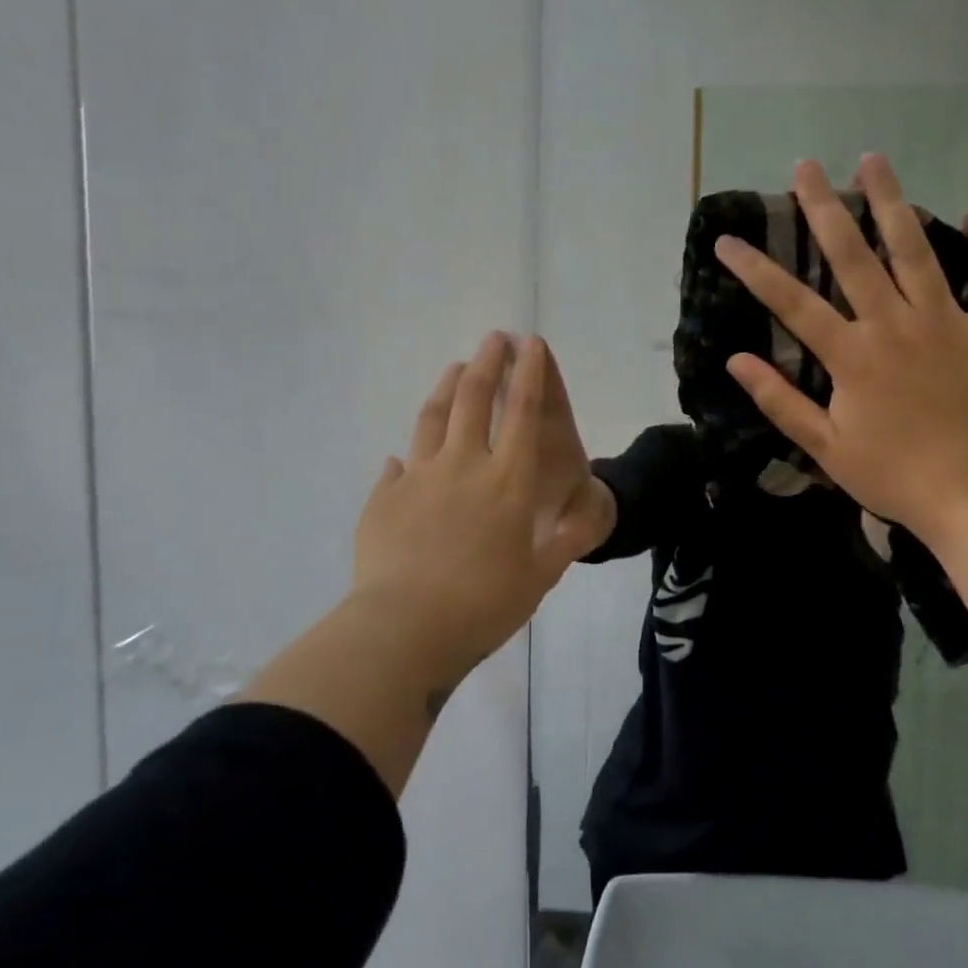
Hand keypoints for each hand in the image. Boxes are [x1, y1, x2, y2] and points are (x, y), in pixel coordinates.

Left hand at [350, 333, 611, 677]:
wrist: (405, 628)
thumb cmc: (484, 605)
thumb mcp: (540, 578)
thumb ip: (563, 543)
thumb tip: (583, 519)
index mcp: (509, 482)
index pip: (524, 414)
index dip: (530, 374)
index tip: (531, 344)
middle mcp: (465, 466)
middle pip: (475, 398)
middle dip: (488, 362)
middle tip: (494, 338)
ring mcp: (419, 477)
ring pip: (434, 417)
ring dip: (447, 387)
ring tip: (455, 368)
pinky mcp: (384, 497)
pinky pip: (398, 466)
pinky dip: (407, 453)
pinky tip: (404, 453)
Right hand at [712, 155, 967, 546]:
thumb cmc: (892, 476)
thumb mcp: (825, 448)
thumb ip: (781, 401)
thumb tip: (736, 360)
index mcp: (851, 356)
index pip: (792, 302)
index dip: (755, 269)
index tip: (726, 240)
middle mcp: (894, 325)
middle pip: (853, 256)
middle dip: (824, 208)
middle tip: (805, 167)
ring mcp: (946, 323)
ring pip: (915, 251)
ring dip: (892, 203)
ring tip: (874, 160)